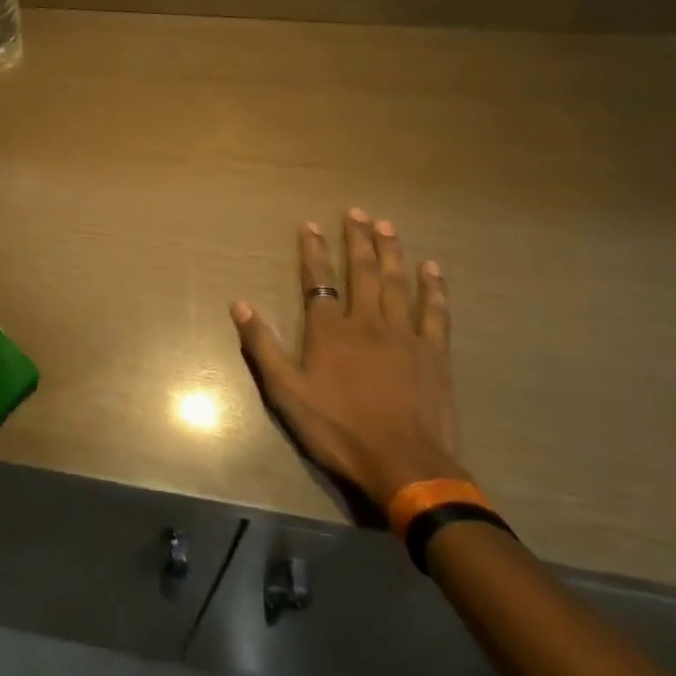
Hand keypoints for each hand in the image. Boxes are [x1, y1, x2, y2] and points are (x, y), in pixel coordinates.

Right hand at [231, 209, 465, 510]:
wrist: (404, 464)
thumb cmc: (338, 430)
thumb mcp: (286, 393)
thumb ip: (263, 347)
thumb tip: (240, 304)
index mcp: (330, 332)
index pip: (318, 281)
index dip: (313, 252)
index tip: (311, 225)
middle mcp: (368, 323)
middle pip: (362, 272)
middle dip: (358, 240)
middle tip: (357, 211)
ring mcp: (405, 336)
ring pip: (397, 283)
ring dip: (392, 252)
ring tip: (387, 226)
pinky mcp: (435, 354)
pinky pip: (435, 312)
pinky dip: (434, 288)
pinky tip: (432, 269)